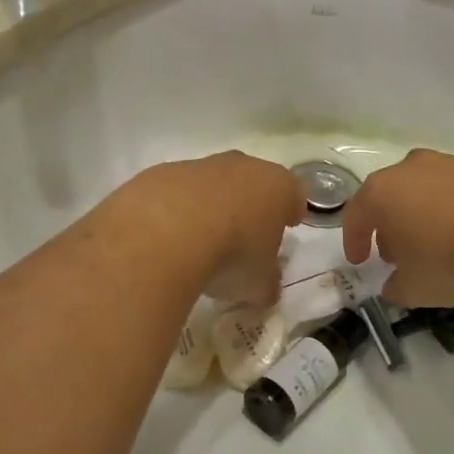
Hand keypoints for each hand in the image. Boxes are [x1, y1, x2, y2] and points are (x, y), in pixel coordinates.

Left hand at [129, 152, 302, 306]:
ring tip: (200, 243)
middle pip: (252, 182)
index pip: (293, 194)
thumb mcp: (258, 284)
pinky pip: (176, 192)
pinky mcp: (161, 173)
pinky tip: (167, 238)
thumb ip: (266, 283)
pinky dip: (175, 210)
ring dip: (209, 206)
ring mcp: (199, 166)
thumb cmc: (231, 255)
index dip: (291, 211)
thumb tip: (266, 288)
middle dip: (250, 205)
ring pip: (211, 184)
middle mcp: (241, 166)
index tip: (288, 226)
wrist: (165, 234)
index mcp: (277, 186)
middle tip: (245, 235)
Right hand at [342, 150, 453, 306]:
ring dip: (422, 215)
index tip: (360, 260)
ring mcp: (446, 164)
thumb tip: (394, 285)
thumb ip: (397, 288)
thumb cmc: (448, 258)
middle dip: (388, 225)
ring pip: (423, 190)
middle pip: (389, 196)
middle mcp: (408, 170)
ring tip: (435, 245)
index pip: (355, 215)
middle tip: (396, 254)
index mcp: (381, 193)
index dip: (354, 240)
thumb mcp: (415, 288)